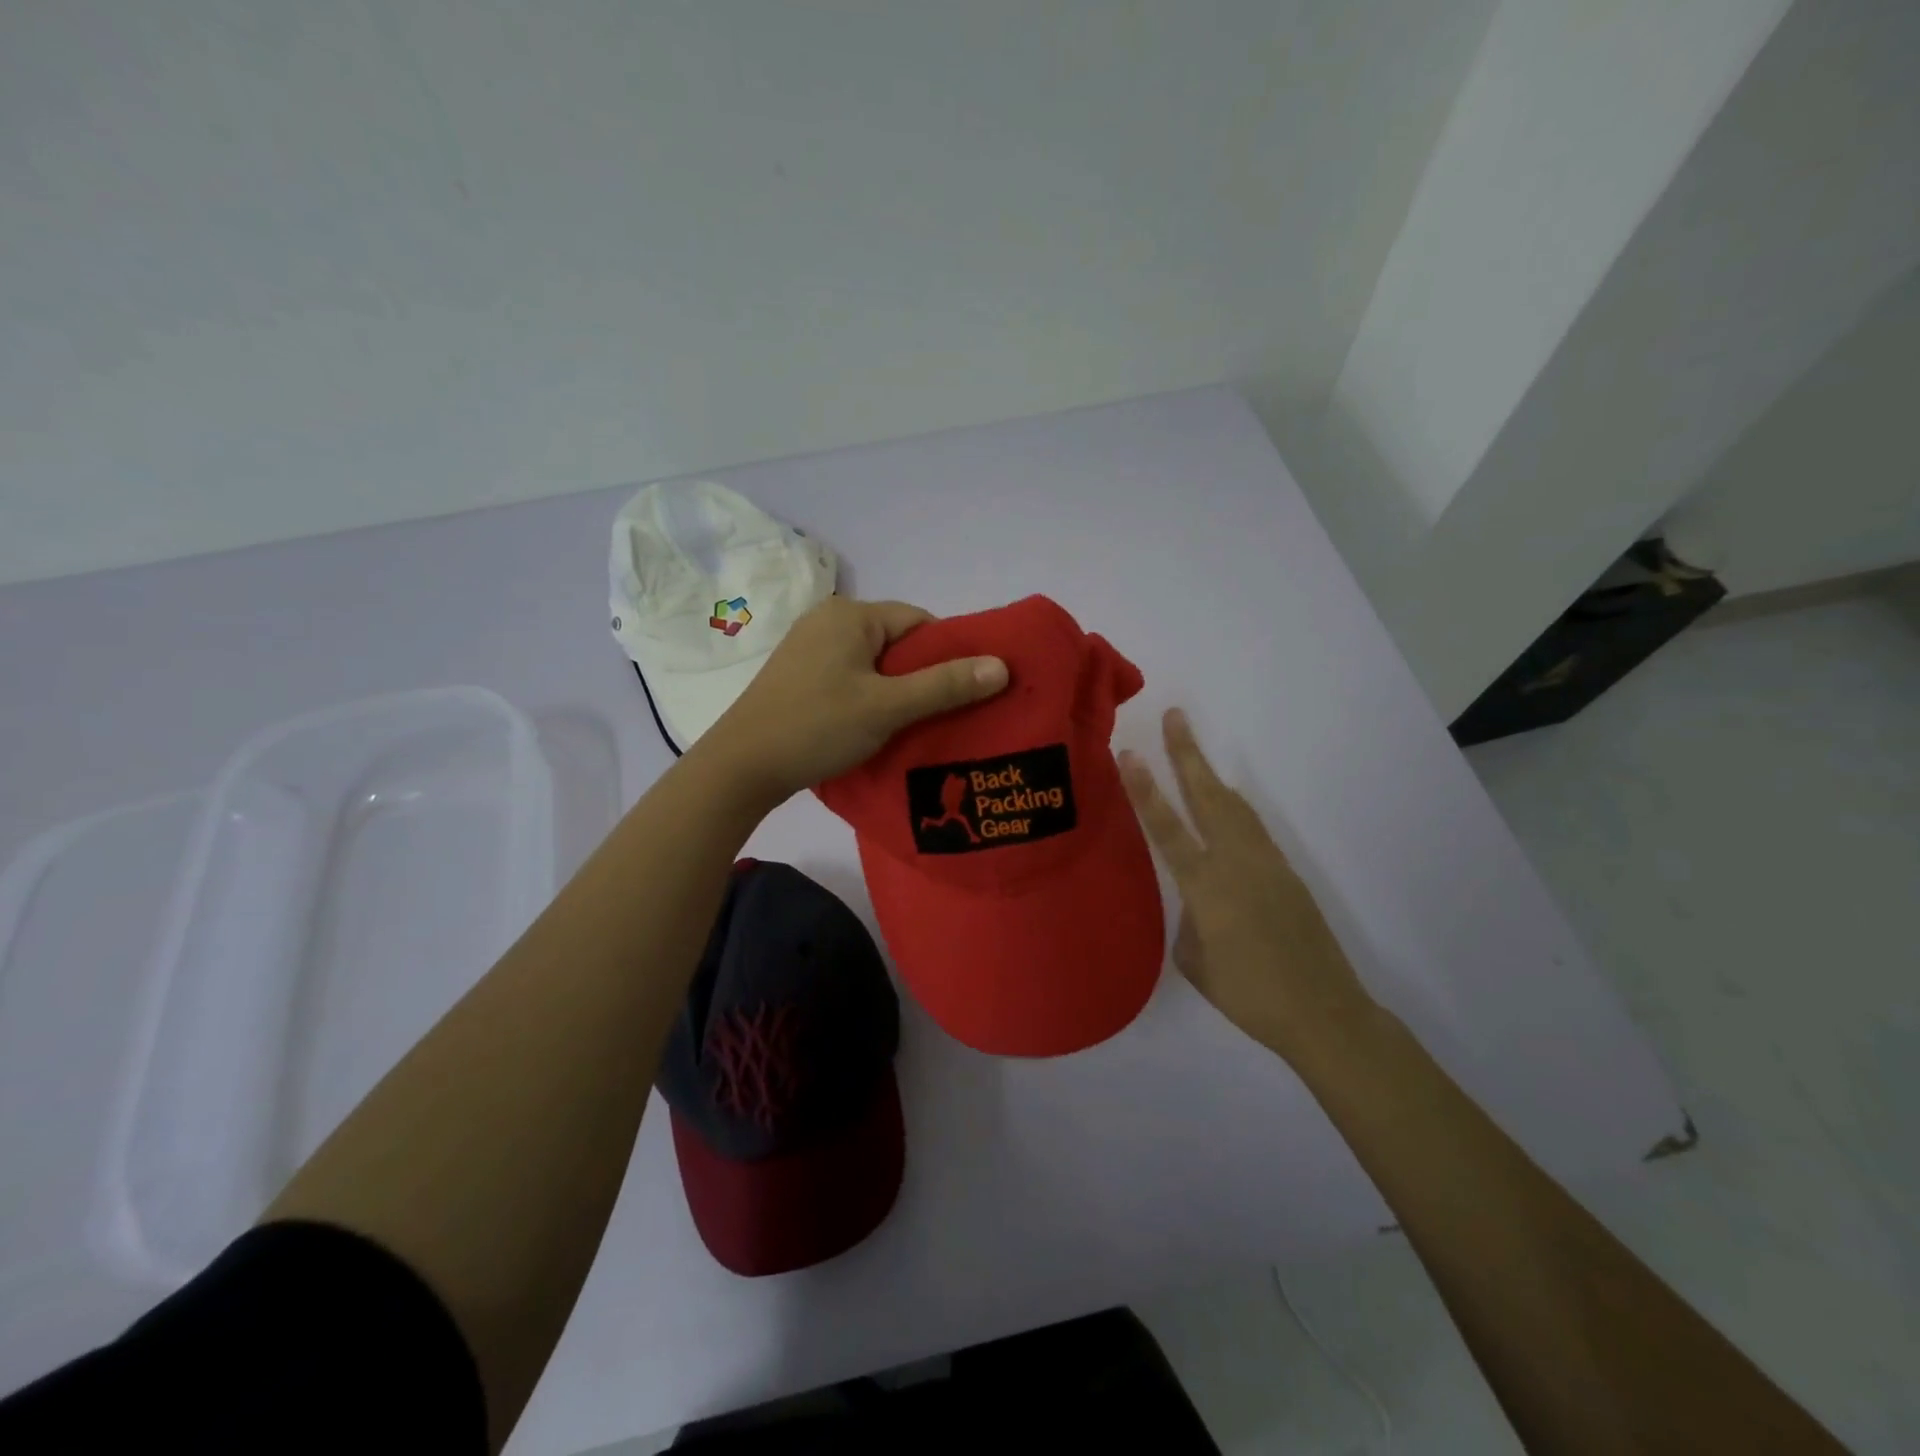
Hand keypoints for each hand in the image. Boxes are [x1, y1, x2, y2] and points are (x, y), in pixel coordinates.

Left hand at [696, 596, 1008, 803]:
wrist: (741, 766)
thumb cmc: (817, 727)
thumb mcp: (888, 707)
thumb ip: (945, 685)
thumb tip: (1003, 666)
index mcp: (850, 615)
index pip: (919, 622)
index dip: (948, 655)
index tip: (963, 692)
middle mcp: (828, 621)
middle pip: (897, 642)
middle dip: (923, 676)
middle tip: (943, 715)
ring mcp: (809, 648)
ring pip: (874, 663)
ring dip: (897, 691)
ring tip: (915, 726)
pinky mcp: (799, 676)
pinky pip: (851, 677)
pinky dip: (871, 697)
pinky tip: (877, 727)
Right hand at [1119, 709, 1373, 1063]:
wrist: (1323, 1013)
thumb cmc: (1248, 995)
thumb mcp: (1196, 961)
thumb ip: (1189, 919)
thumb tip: (1196, 901)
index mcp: (1207, 887)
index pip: (1168, 829)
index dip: (1146, 790)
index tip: (1129, 754)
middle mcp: (1237, 864)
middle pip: (1208, 797)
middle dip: (1187, 755)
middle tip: (1175, 717)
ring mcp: (1267, 864)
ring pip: (1235, 807)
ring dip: (1211, 776)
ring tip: (1192, 752)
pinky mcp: (1287, 874)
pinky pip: (1253, 829)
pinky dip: (1233, 809)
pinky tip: (1226, 808)